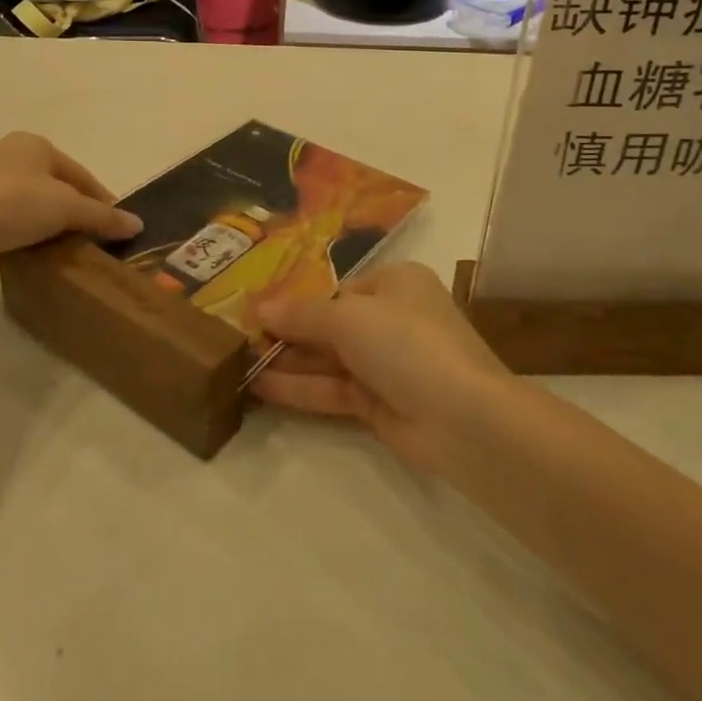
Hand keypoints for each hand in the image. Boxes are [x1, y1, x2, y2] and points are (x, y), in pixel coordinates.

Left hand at [0, 133, 141, 285]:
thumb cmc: (12, 206)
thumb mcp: (66, 209)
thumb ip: (102, 216)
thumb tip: (138, 224)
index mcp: (33, 145)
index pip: (80, 173)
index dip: (102, 200)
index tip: (116, 227)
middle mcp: (8, 156)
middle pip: (57, 188)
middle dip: (75, 213)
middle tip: (93, 241)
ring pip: (32, 206)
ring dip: (50, 226)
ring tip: (65, 251)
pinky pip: (9, 222)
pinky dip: (25, 236)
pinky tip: (33, 254)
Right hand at [250, 262, 510, 471]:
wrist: (463, 417)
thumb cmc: (406, 342)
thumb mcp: (348, 316)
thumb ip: (302, 314)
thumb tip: (259, 306)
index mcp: (395, 283)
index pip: (337, 288)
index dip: (297, 298)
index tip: (256, 307)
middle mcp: (392, 318)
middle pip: (330, 323)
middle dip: (287, 331)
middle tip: (238, 336)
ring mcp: (386, 364)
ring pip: (328, 359)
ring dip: (287, 360)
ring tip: (238, 362)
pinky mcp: (379, 404)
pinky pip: (332, 390)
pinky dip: (300, 388)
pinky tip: (259, 387)